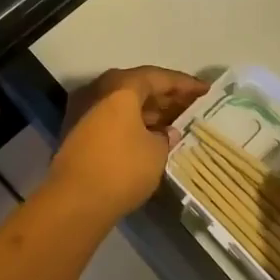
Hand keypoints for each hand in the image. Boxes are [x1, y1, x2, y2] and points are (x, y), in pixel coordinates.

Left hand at [49, 67, 208, 221]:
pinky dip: (132, 124)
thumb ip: (166, 136)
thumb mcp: (157, 151)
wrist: (74, 202)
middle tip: (191, 107)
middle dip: (166, 98)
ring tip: (176, 124)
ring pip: (124, 104)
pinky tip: (150, 138)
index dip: (185, 85)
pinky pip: (112, 119)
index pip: (159, 77)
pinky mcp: (77, 132)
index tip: (205, 91)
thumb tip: (167, 133)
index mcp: (121, 86)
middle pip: (139, 87)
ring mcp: (84, 110)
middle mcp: (99, 90)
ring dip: (149, 112)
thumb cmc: (122, 168)